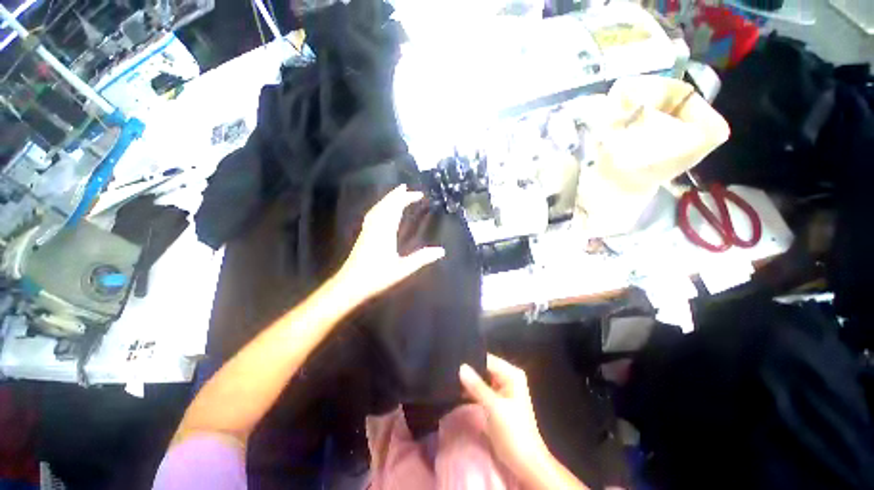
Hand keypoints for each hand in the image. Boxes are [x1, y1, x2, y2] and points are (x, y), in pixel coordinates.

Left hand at [335, 184, 444, 303]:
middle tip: (406, 187)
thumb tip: (441, 251)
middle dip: (396, 195)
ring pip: (377, 208)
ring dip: (387, 199)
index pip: (396, 208)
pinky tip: (380, 211)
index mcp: (385, 231)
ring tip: (395, 194)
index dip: (406, 198)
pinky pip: (372, 214)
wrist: (350, 284)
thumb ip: (421, 259)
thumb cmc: (376, 277)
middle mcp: (375, 226)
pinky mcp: (363, 235)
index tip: (419, 194)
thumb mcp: (402, 269)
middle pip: (385, 205)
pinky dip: (379, 207)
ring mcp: (367, 230)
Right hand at [459, 354, 549, 479]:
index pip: (487, 359)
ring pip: (481, 379)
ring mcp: (501, 389)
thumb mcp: (494, 407)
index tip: (453, 360)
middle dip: (468, 370)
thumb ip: (477, 386)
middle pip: (484, 368)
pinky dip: (471, 391)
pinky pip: (481, 390)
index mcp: (511, 374)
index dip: (471, 360)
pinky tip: (456, 389)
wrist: (524, 462)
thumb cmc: (513, 431)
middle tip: (449, 369)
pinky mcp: (496, 401)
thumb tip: (461, 367)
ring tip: (449, 377)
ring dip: (468, 381)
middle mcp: (507, 378)